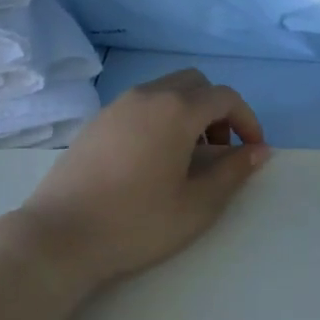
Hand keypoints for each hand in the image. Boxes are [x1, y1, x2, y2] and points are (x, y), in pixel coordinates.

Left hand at [10, 70, 270, 283]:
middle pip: (195, 84)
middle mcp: (148, 95)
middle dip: (217, 110)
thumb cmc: (136, 222)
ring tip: (186, 158)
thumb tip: (259, 151)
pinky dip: (160, 117)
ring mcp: (118, 105)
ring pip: (166, 90)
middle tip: (219, 150)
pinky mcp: (97, 120)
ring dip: (187, 112)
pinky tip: (151, 159)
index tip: (252, 150)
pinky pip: (141, 104)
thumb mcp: (196, 205)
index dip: (247, 119)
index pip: (225, 97)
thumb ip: (232, 173)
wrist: (60, 235)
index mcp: (177, 110)